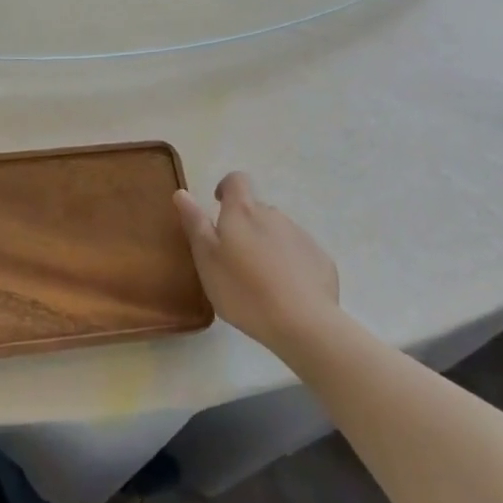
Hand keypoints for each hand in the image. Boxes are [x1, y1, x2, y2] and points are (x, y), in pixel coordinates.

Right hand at [176, 171, 338, 350]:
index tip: (217, 206)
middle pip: (256, 210)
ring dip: (266, 245)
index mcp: (243, 211)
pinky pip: (299, 253)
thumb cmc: (244, 290)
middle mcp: (273, 214)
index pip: (236, 180)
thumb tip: (182, 192)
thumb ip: (195, 223)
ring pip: (277, 232)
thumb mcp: (207, 259)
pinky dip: (289, 264)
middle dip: (245, 226)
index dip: (226, 188)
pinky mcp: (321, 259)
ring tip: (260, 280)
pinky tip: (286, 292)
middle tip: (234, 258)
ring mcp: (300, 236)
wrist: (303, 323)